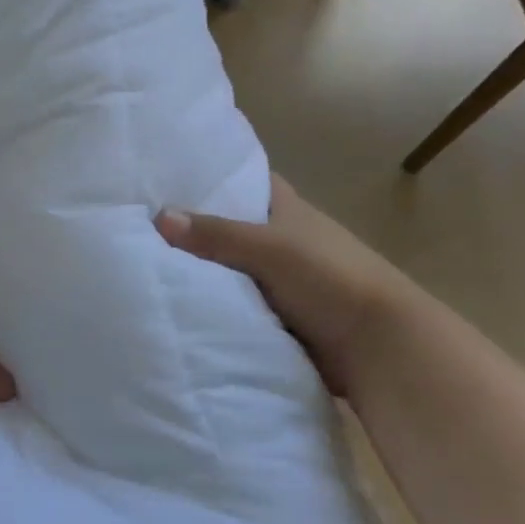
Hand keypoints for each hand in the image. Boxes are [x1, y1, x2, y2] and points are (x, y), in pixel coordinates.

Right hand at [155, 177, 411, 394]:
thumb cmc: (330, 279)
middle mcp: (286, 240)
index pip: (250, 181)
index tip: (174, 177)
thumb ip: (216, 234)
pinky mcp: (282, 316)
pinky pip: (238, 303)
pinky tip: (180, 304)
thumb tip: (159, 217)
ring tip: (148, 264)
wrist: (380, 347)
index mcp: (290, 210)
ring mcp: (284, 280)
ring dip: (204, 271)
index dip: (217, 176)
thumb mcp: (269, 248)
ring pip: (232, 268)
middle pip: (233, 227)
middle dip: (197, 228)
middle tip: (145, 225)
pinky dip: (217, 304)